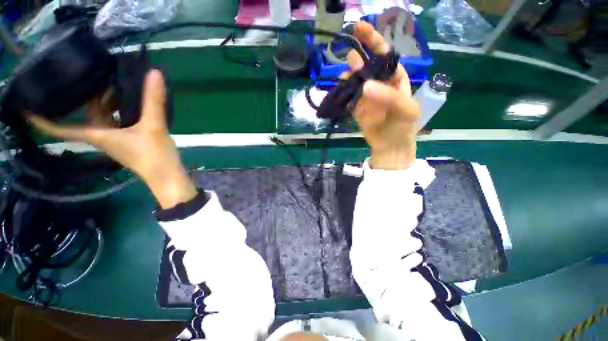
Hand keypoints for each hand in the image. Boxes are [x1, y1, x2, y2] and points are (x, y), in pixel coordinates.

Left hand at [26, 70, 196, 208]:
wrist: (167, 176)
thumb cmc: (155, 157)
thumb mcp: (154, 127)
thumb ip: (154, 101)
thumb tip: (154, 73)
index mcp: (98, 134)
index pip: (61, 129)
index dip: (42, 120)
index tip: (24, 108)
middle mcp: (102, 136)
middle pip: (88, 112)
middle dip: (89, 93)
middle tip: (96, 71)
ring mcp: (116, 139)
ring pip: (104, 115)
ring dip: (108, 100)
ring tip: (116, 82)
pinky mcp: (129, 141)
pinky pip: (117, 120)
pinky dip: (120, 109)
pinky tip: (130, 101)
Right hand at [342, 22, 420, 169]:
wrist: (390, 146)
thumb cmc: (403, 126)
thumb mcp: (405, 109)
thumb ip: (388, 96)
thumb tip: (365, 86)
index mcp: (395, 78)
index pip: (384, 54)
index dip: (373, 40)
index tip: (359, 27)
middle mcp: (379, 83)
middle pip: (366, 65)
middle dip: (358, 59)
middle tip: (351, 60)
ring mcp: (366, 96)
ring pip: (354, 80)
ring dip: (349, 76)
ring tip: (345, 77)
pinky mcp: (356, 107)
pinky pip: (348, 96)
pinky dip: (343, 92)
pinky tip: (341, 90)